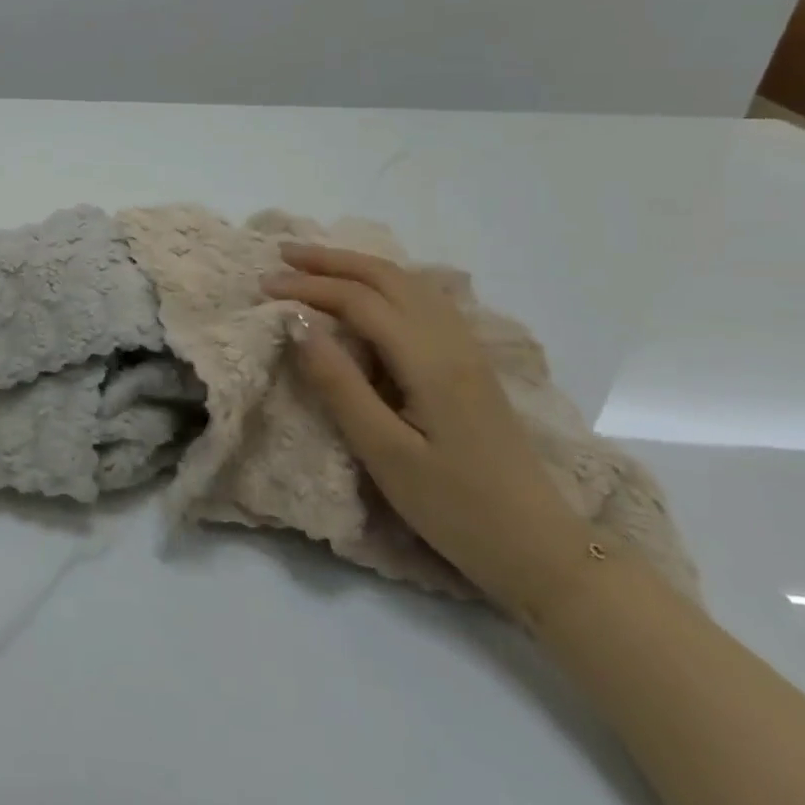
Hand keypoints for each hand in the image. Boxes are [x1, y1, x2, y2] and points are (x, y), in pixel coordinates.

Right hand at [260, 244, 592, 614]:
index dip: (309, 287)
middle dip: (332, 261)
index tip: (264, 287)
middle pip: (388, 278)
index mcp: (430, 361)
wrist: (541, 549)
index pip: (360, 301)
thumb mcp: (384, 452)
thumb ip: (338, 383)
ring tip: (316, 264)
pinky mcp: (473, 366)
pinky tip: (372, 292)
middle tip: (282, 254)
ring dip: (359, 266)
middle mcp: (453, 342)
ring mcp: (469, 352)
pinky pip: (425, 301)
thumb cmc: (454, 507)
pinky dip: (386, 283)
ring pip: (411, 284)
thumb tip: (298, 324)